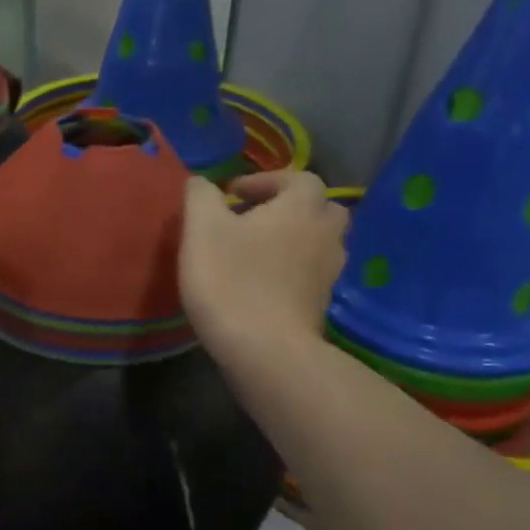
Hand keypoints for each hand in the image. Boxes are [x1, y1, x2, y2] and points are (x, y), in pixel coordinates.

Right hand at [180, 171, 348, 359]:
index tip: (234, 195)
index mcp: (300, 208)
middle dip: (291, 207)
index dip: (267, 180)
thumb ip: (201, 197)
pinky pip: (313, 272)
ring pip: (320, 242)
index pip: (300, 178)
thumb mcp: (202, 229)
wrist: (265, 350)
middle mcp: (325, 234)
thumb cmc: (231, 280)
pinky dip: (294, 268)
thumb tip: (202, 182)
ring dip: (294, 238)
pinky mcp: (322, 304)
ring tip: (258, 250)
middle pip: (320, 208)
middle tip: (255, 218)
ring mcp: (329, 272)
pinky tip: (264, 281)